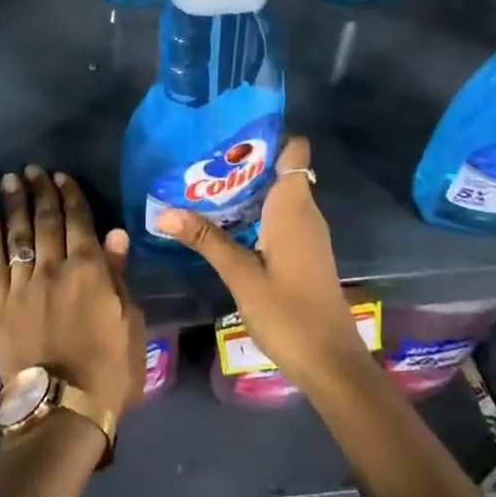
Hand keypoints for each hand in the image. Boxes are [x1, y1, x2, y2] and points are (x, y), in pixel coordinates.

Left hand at [0, 166, 146, 425]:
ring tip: (9, 179)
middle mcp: (54, 268)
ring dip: (14, 204)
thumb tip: (115, 234)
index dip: (70, 196)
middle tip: (32, 169)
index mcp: (90, 270)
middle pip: (46, 220)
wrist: (62, 410)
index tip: (61, 176)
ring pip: (18, 234)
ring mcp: (22, 285)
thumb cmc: (109, 370)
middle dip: (40, 191)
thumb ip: (118, 276)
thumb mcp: (130, 323)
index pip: (79, 221)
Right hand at [155, 136, 369, 389]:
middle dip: (245, 162)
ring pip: (278, 195)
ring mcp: (307, 234)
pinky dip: (255, 212)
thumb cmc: (289, 314)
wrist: (331, 363)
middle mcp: (305, 213)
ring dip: (247, 189)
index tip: (231, 132)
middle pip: (281, 170)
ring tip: (204, 185)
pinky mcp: (304, 253)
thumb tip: (164, 211)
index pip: (295, 150)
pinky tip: (226, 223)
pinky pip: (279, 216)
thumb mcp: (241, 275)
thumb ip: (206, 239)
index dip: (268, 136)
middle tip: (202, 160)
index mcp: (293, 208)